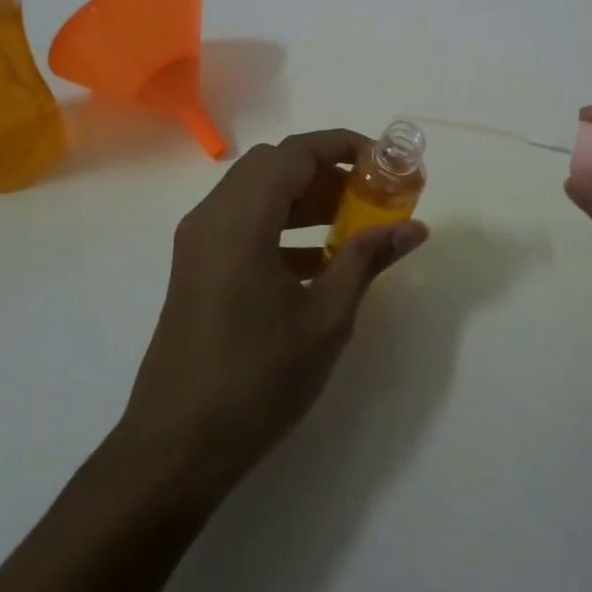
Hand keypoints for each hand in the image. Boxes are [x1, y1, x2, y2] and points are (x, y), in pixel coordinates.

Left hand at [117, 129, 428, 500]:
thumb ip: (367, 260)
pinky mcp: (195, 268)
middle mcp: (212, 217)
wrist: (177, 445)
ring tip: (352, 223)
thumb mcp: (326, 317)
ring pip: (256, 193)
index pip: (295, 153)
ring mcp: (198, 243)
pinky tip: (318, 260)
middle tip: (370, 194)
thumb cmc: (257, 378)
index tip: (385, 162)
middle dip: (326, 171)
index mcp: (240, 220)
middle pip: (273, 166)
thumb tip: (415, 228)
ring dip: (304, 197)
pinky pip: (242, 223)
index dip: (343, 146)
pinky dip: (281, 224)